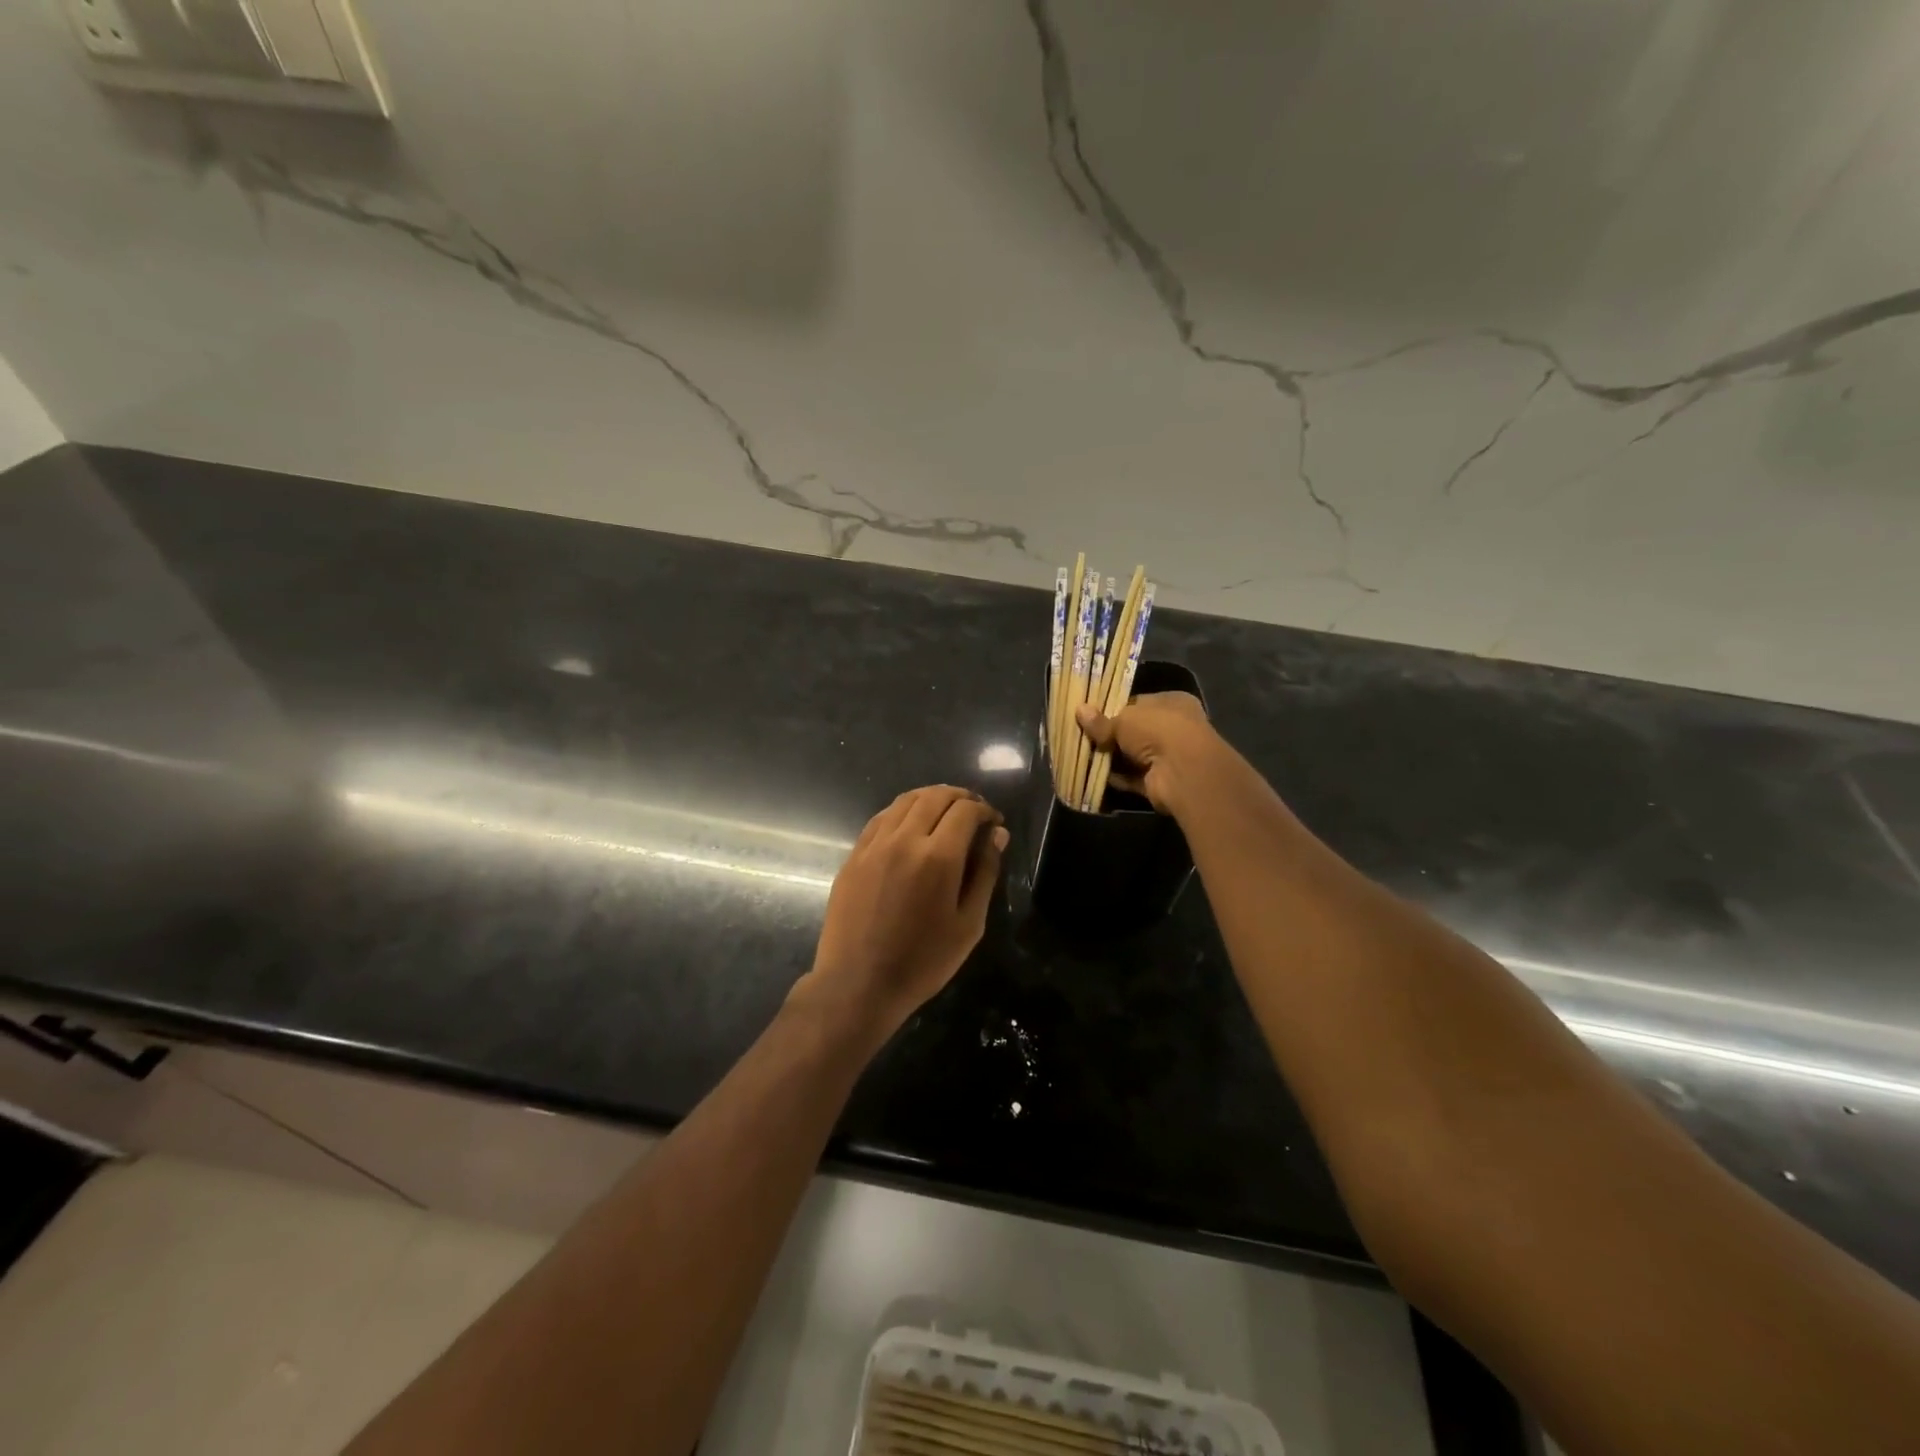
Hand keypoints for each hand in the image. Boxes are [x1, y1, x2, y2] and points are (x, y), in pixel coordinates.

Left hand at [792, 785, 1007, 1041]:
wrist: (858, 984)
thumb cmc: (923, 962)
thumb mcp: (969, 924)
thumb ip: (985, 873)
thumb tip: (996, 834)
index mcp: (938, 857)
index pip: (966, 811)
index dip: (985, 810)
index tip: (993, 822)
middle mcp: (904, 839)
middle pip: (935, 796)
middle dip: (960, 797)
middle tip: (973, 812)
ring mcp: (874, 845)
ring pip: (905, 800)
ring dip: (930, 798)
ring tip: (945, 812)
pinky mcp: (854, 855)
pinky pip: (881, 818)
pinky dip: (902, 811)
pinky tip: (910, 825)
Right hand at [1075, 691, 1217, 815]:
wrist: (1182, 771)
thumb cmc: (1157, 730)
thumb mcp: (1123, 719)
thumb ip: (1102, 720)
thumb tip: (1079, 710)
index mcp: (1172, 703)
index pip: (1138, 703)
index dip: (1114, 709)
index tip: (1090, 715)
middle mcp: (1173, 728)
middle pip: (1134, 731)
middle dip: (1110, 735)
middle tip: (1082, 736)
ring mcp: (1168, 757)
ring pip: (1133, 756)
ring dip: (1111, 758)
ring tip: (1082, 754)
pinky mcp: (1160, 781)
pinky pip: (1133, 778)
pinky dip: (1117, 778)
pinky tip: (1093, 775)